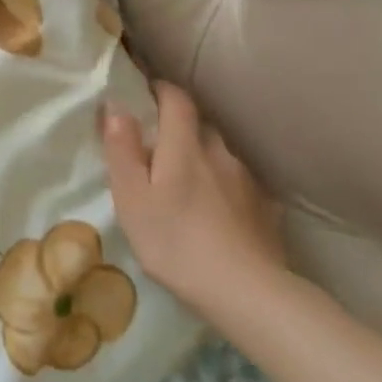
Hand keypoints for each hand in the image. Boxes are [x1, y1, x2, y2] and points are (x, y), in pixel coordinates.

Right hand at [102, 82, 287, 320]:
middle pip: (201, 127)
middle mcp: (220, 154)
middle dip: (180, 128)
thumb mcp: (132, 197)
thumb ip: (122, 150)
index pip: (177, 101)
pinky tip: (219, 209)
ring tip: (187, 182)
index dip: (161, 90)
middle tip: (158, 146)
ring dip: (203, 158)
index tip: (146, 92)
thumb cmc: (174, 240)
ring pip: (221, 156)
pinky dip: (225, 186)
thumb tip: (116, 107)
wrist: (245, 291)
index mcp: (184, 147)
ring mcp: (247, 182)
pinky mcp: (265, 209)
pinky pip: (240, 184)